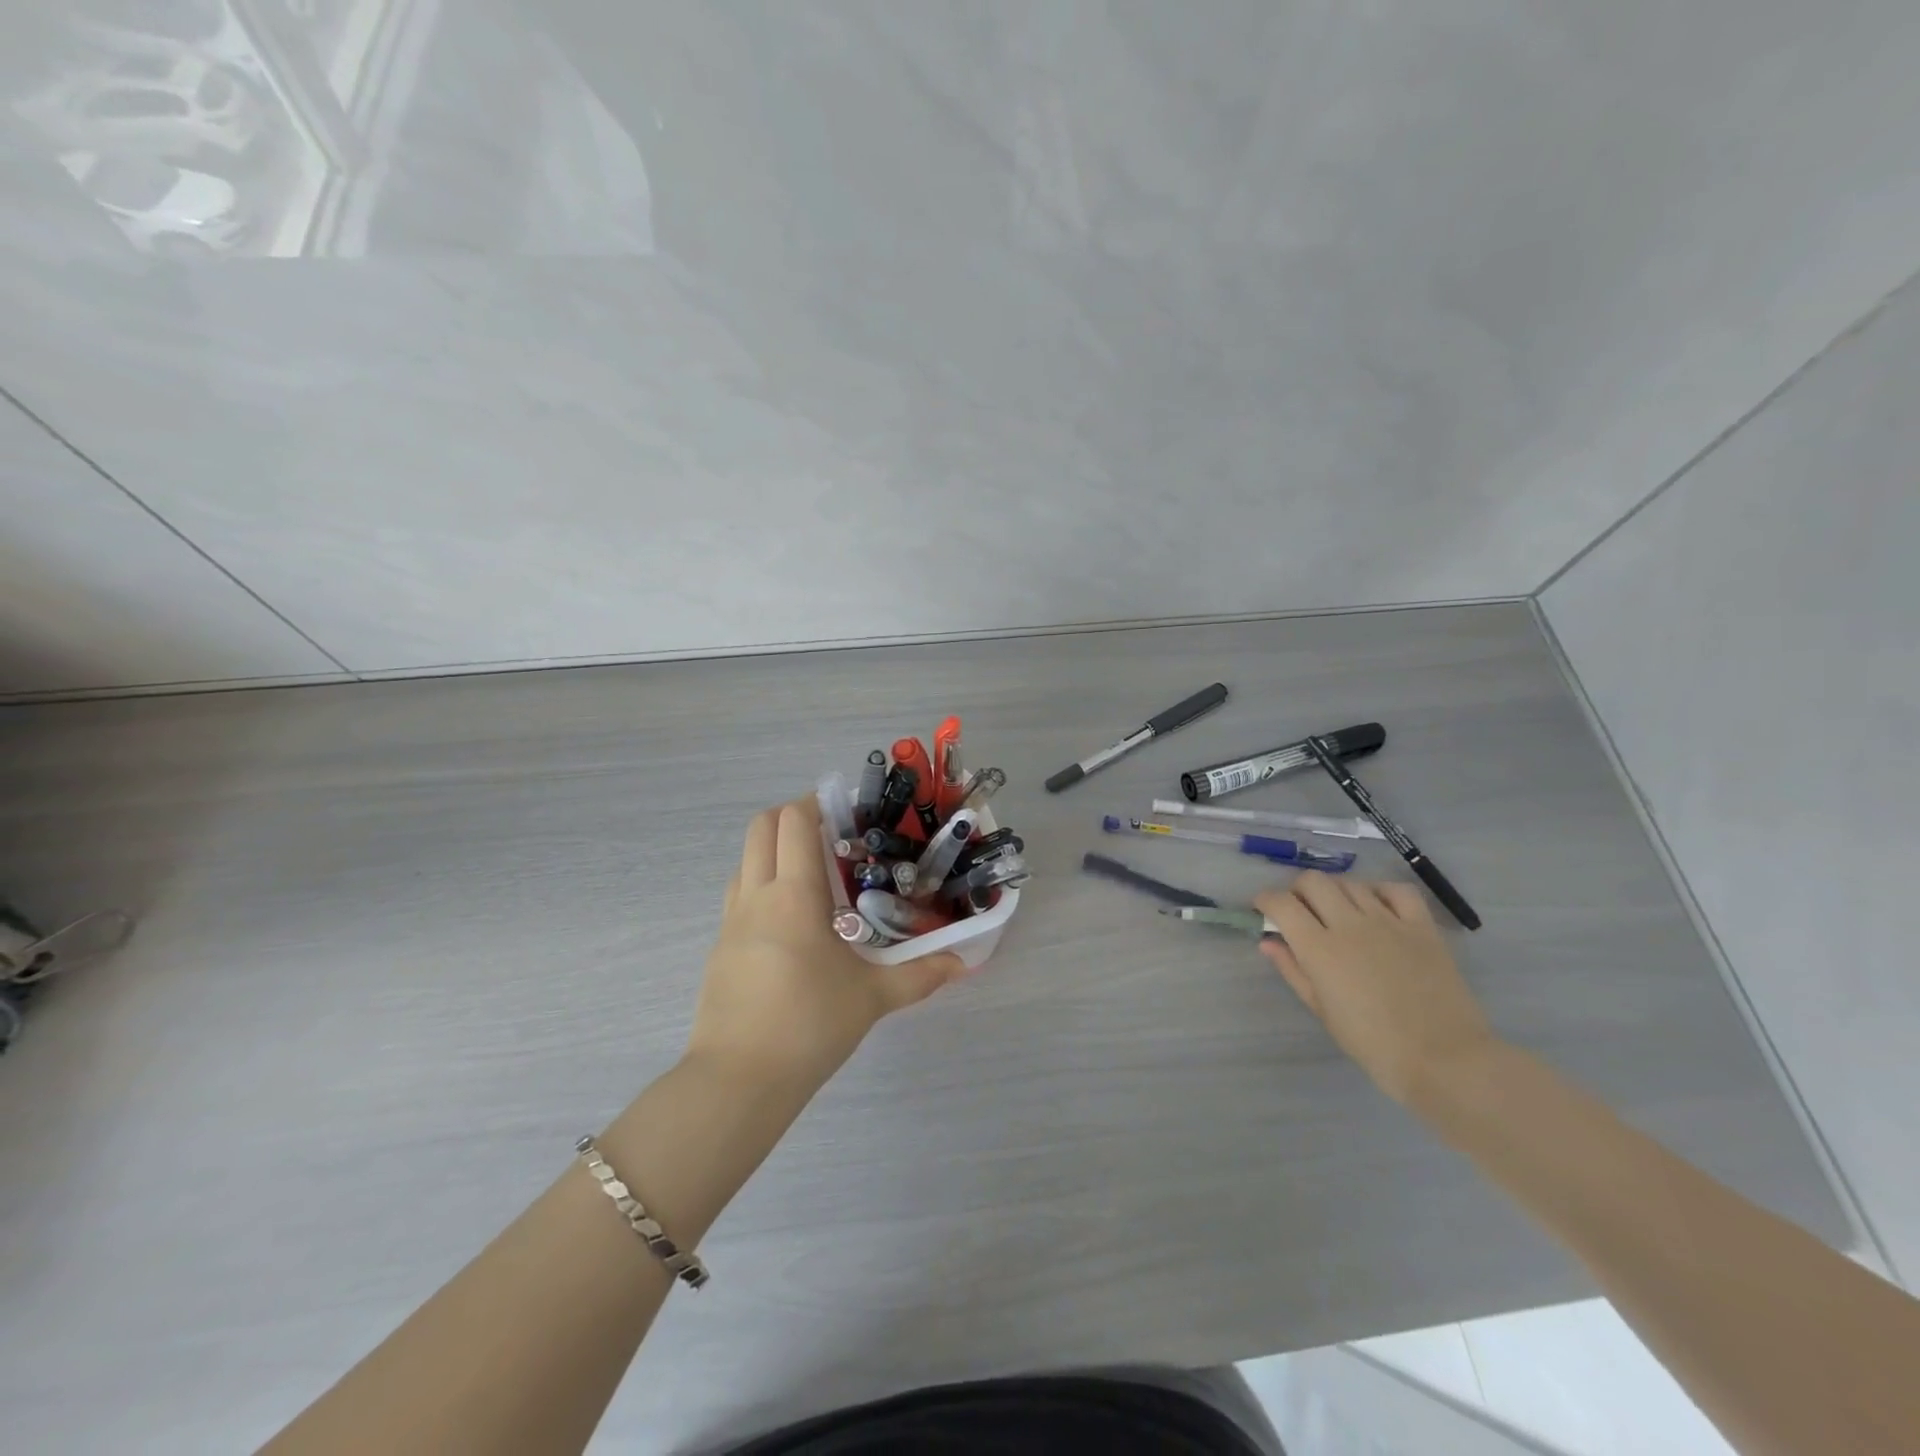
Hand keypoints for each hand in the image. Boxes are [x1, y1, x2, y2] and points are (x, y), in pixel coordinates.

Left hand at [686, 798, 962, 1091]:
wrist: (739, 1080)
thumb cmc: (810, 1025)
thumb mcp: (872, 998)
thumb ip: (920, 975)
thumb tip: (962, 964)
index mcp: (794, 896)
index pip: (794, 821)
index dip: (817, 803)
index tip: (846, 811)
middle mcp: (756, 896)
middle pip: (761, 826)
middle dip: (792, 815)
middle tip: (831, 834)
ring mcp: (731, 921)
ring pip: (745, 859)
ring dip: (774, 850)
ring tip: (813, 875)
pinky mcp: (719, 948)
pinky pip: (738, 895)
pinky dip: (762, 884)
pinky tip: (790, 921)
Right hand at [1255, 871, 1498, 1105]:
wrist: (1446, 1060)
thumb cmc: (1374, 1044)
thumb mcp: (1323, 1011)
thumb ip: (1293, 970)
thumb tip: (1268, 942)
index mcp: (1320, 948)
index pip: (1281, 903)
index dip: (1265, 900)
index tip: (1263, 909)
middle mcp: (1350, 925)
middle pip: (1313, 882)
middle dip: (1297, 891)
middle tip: (1299, 911)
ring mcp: (1389, 922)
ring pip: (1351, 883)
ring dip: (1335, 891)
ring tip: (1337, 911)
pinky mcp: (1422, 926)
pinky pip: (1397, 891)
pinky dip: (1379, 891)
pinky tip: (1376, 907)